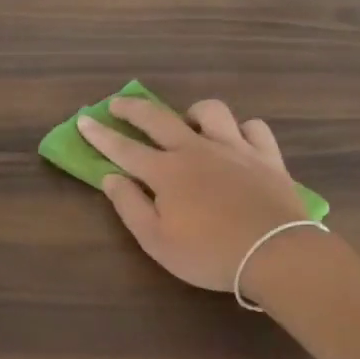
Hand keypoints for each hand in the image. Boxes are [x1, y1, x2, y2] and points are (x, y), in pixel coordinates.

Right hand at [78, 96, 311, 292]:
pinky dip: (241, 130)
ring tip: (187, 124)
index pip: (124, 148)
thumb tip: (110, 178)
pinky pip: (253, 128)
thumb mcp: (156, 241)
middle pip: (158, 118)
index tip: (84, 120)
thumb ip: (130, 206)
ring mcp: (234, 148)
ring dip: (193, 113)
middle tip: (118, 104)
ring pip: (210, 112)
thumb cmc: (208, 254)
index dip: (100, 135)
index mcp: (165, 171)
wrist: (275, 254)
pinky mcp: (267, 156)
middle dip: (133, 108)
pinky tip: (236, 140)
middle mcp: (196, 149)